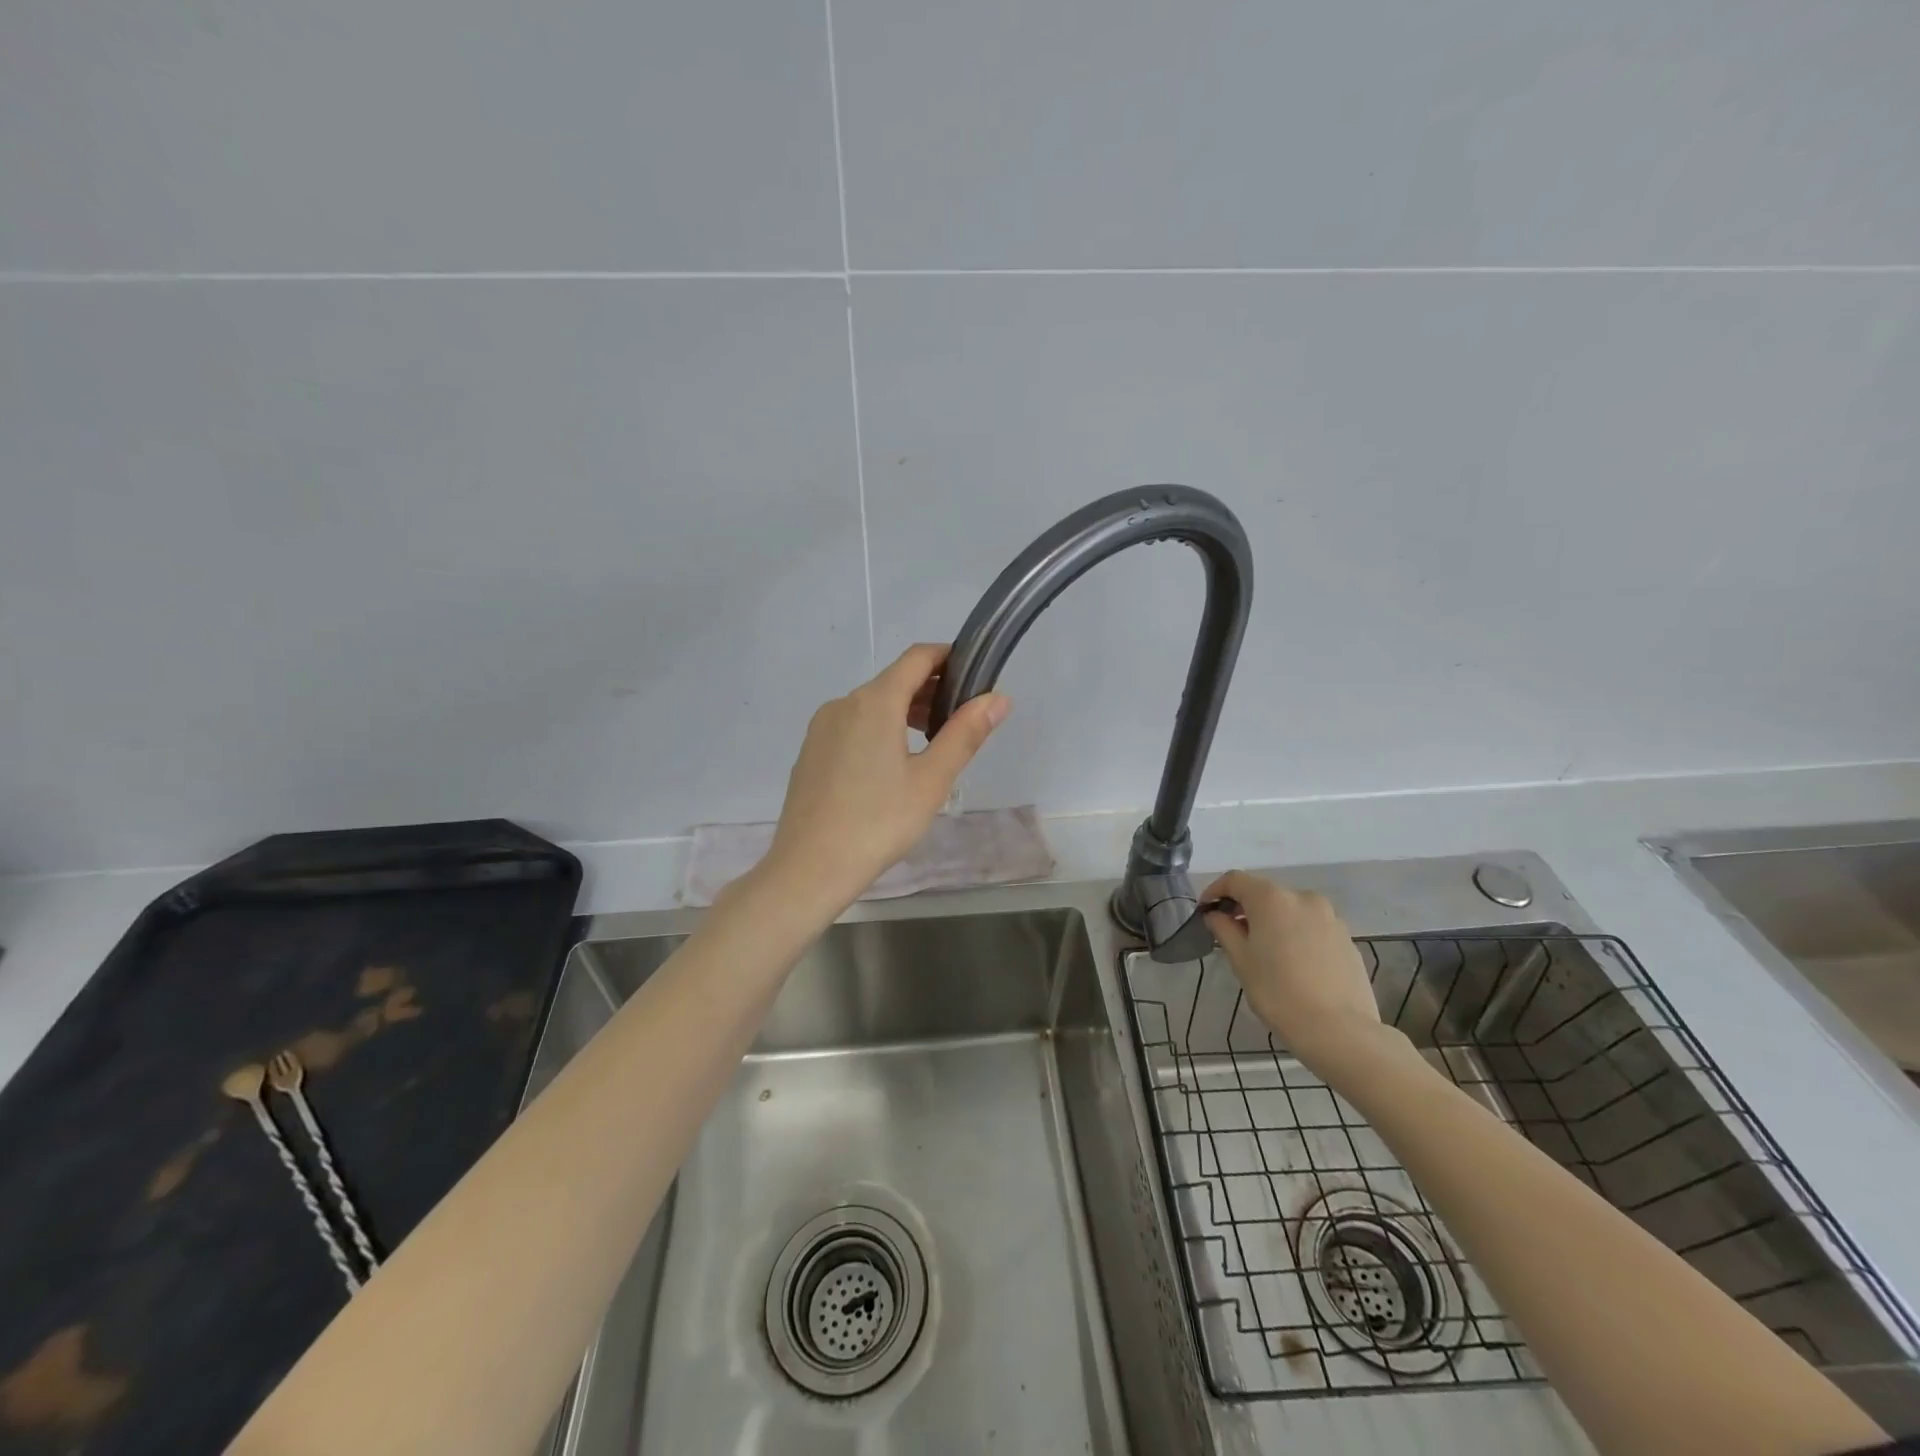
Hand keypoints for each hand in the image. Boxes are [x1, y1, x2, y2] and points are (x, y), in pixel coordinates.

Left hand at [761, 644, 1009, 912]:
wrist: (809, 867)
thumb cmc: (878, 822)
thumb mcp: (931, 780)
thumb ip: (965, 734)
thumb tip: (997, 698)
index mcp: (875, 702)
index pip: (917, 658)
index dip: (948, 658)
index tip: (974, 674)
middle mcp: (844, 703)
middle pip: (894, 680)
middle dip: (930, 689)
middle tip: (962, 719)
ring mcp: (822, 727)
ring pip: (872, 704)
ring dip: (905, 711)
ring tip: (932, 743)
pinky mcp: (811, 751)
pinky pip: (852, 725)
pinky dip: (879, 728)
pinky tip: (891, 766)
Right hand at [1202, 870, 1381, 1063]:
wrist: (1340, 1030)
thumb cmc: (1278, 993)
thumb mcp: (1241, 960)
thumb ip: (1224, 930)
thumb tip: (1216, 915)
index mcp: (1271, 899)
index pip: (1235, 880)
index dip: (1215, 891)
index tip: (1205, 912)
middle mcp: (1302, 898)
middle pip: (1265, 893)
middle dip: (1245, 908)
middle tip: (1232, 935)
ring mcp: (1330, 917)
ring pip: (1291, 910)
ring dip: (1273, 922)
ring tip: (1265, 951)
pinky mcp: (1347, 938)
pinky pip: (1312, 927)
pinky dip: (1296, 935)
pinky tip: (1294, 964)